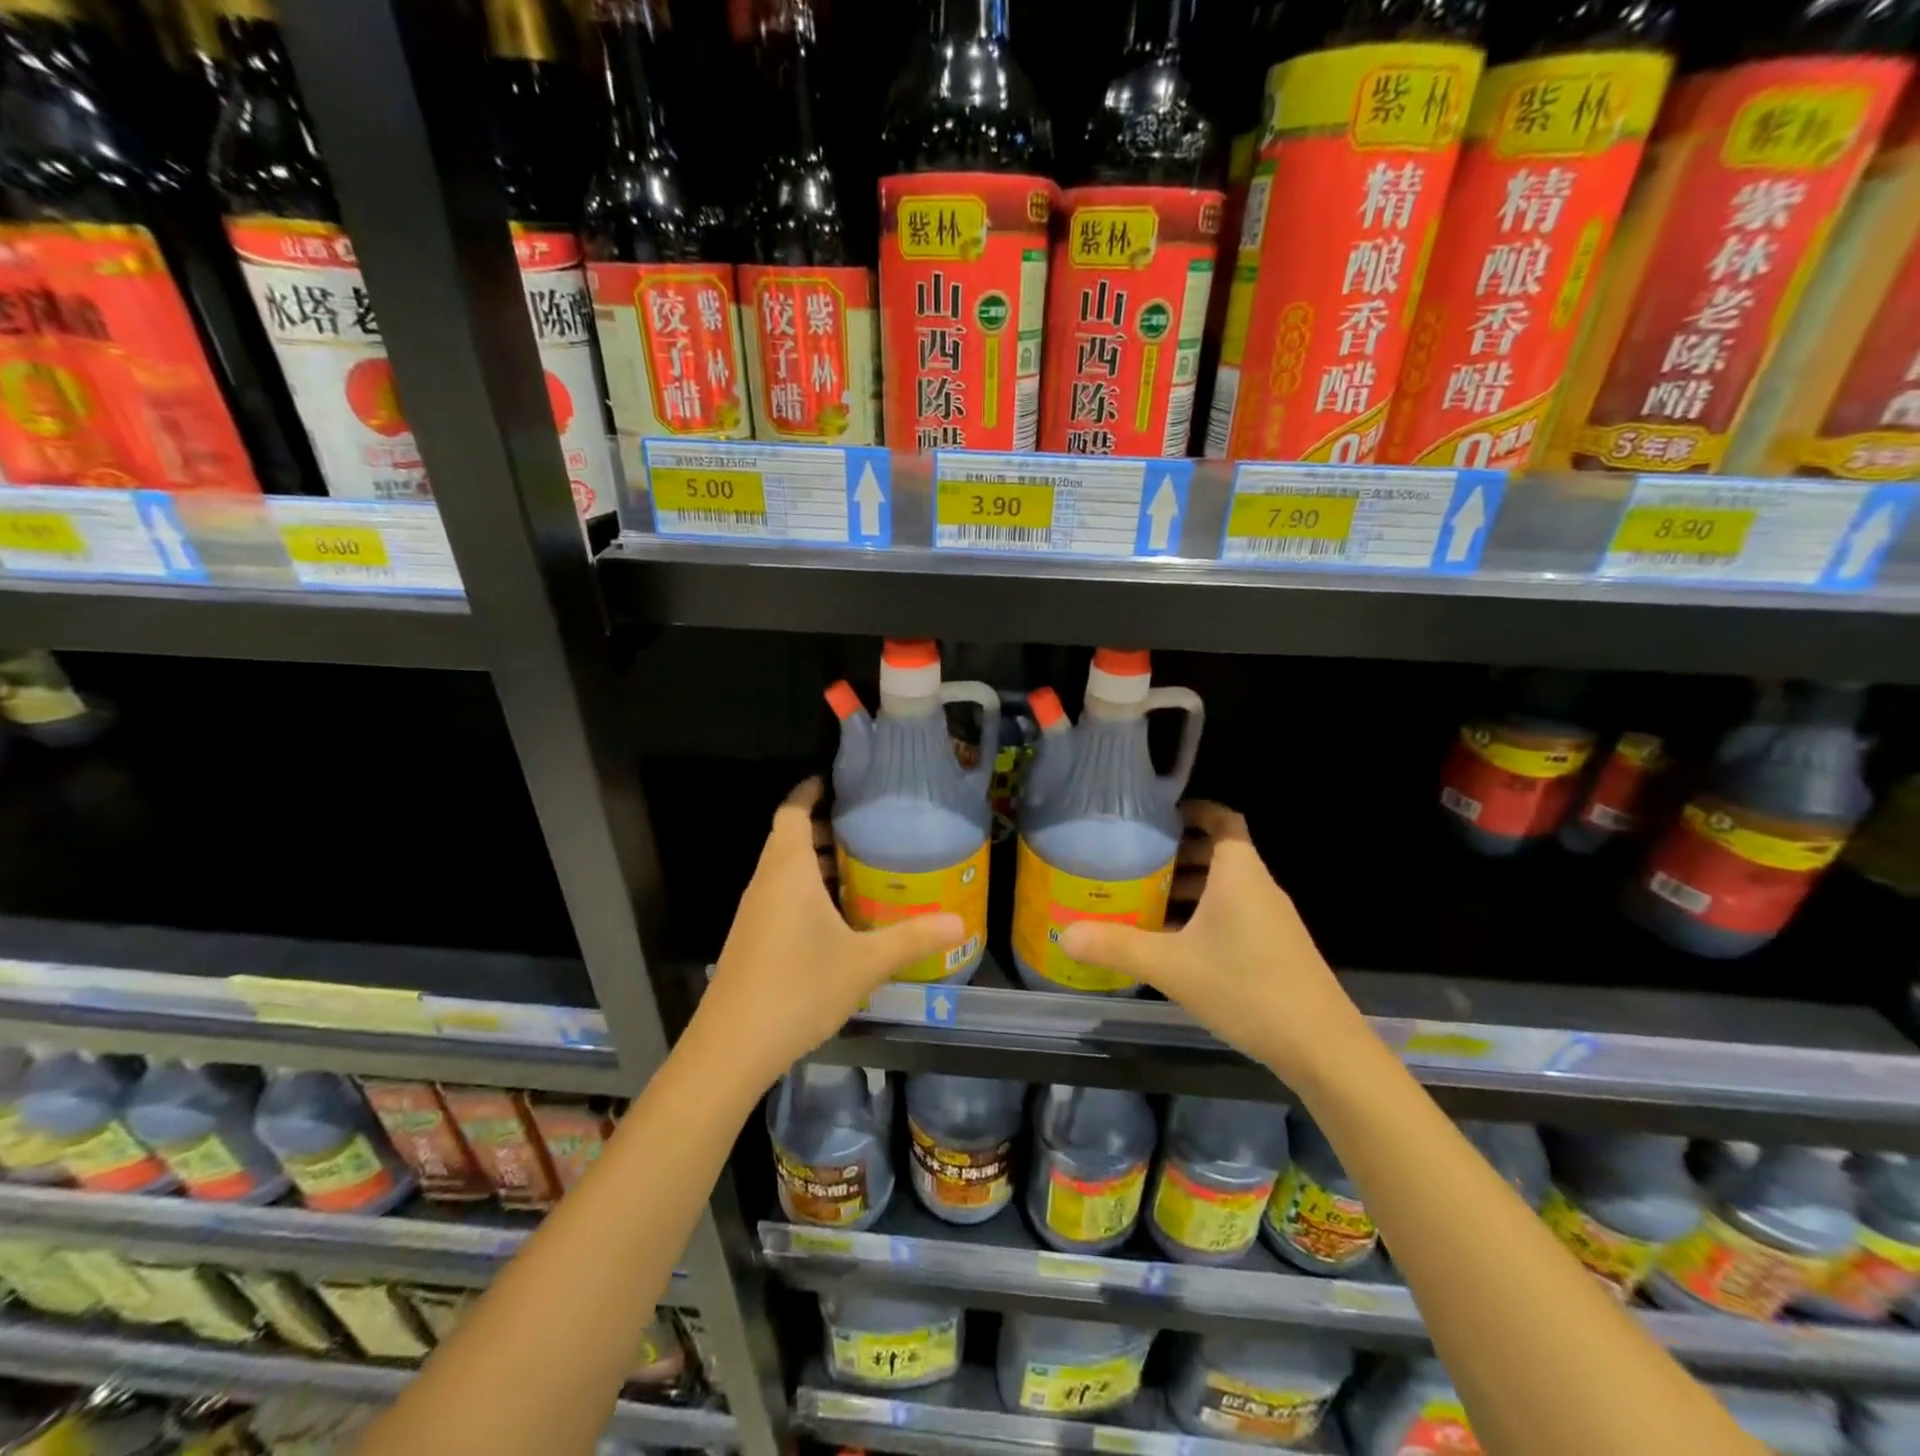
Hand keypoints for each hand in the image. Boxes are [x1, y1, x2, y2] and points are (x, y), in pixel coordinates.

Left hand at [693, 778, 964, 1091]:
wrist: (732, 1047)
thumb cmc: (799, 988)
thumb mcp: (864, 962)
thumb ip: (912, 938)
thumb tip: (959, 922)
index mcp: (789, 870)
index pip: (793, 811)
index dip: (811, 791)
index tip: (839, 782)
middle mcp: (767, 882)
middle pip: (790, 838)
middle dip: (826, 828)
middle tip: (868, 828)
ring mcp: (755, 912)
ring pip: (785, 870)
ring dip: (818, 862)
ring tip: (861, 868)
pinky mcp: (752, 939)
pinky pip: (781, 896)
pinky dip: (807, 891)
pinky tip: (838, 917)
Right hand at [1060, 802, 1366, 1084]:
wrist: (1321, 1047)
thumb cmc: (1245, 988)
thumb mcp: (1171, 966)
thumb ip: (1117, 947)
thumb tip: (1066, 934)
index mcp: (1239, 873)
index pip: (1222, 819)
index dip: (1194, 810)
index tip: (1158, 815)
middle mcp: (1258, 887)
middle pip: (1220, 852)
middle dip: (1179, 852)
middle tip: (1136, 858)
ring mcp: (1271, 919)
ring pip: (1226, 886)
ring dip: (1190, 886)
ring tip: (1145, 898)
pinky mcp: (1276, 947)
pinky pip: (1235, 913)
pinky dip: (1204, 914)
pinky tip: (1174, 942)